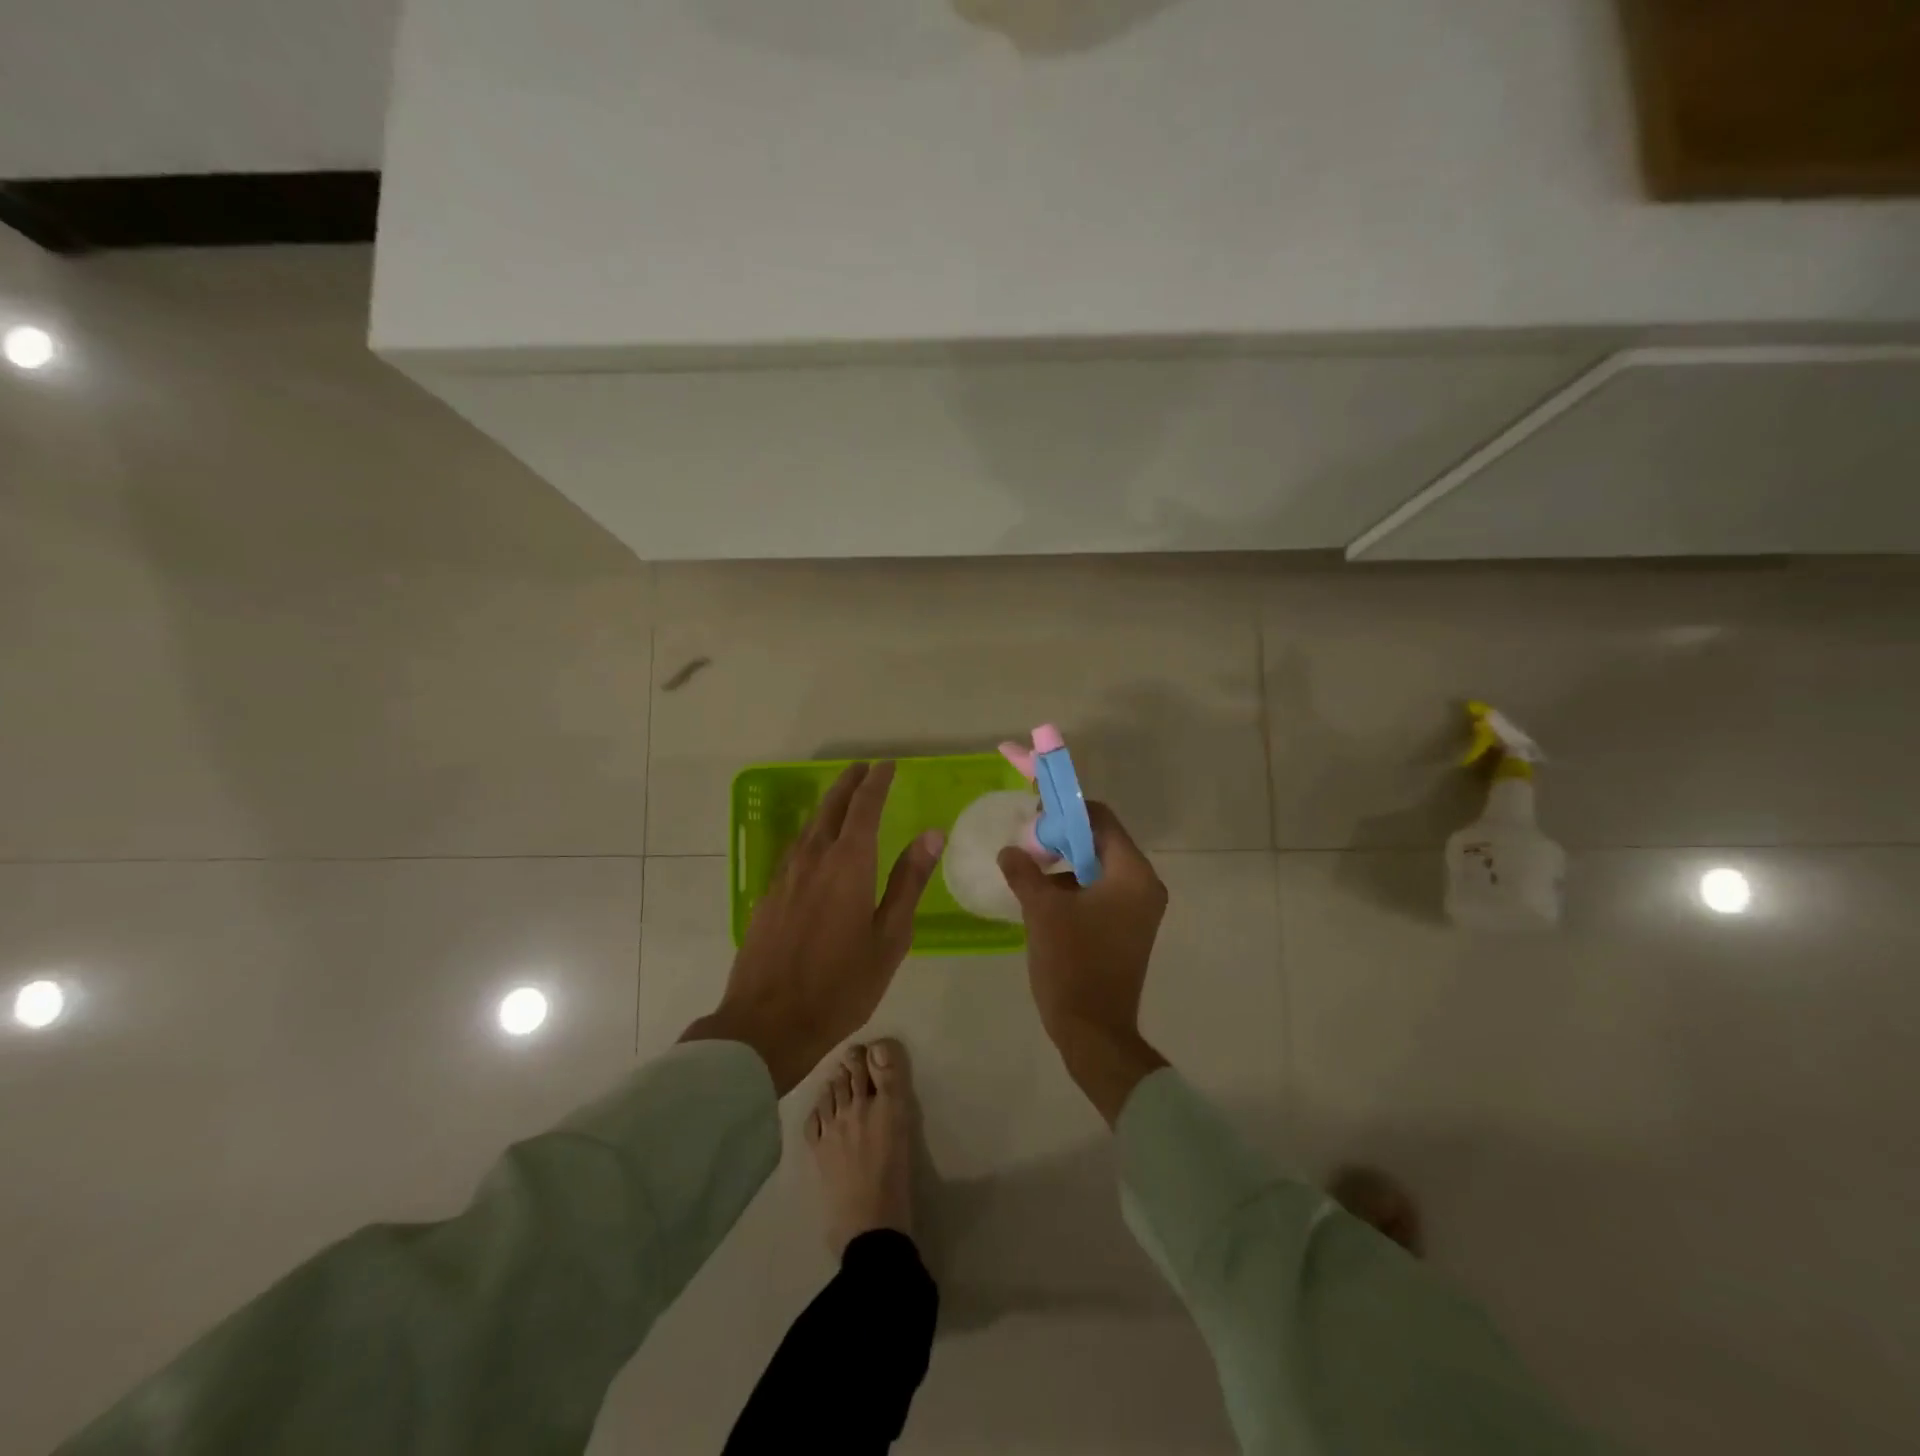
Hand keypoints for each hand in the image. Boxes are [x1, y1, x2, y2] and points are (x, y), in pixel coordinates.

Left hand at [683, 762, 943, 1094]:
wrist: (768, 1023)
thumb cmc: (841, 985)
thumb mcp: (889, 937)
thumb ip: (908, 881)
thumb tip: (932, 834)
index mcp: (848, 864)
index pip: (864, 807)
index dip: (877, 782)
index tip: (887, 765)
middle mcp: (813, 859)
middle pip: (831, 807)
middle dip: (849, 784)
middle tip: (864, 769)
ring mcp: (785, 876)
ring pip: (809, 826)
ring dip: (828, 805)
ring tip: (842, 798)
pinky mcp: (769, 896)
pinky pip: (794, 849)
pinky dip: (811, 833)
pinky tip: (815, 844)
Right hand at [997, 802, 1170, 1124]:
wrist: (1093, 1031)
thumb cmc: (1072, 963)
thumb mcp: (1042, 911)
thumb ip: (1025, 872)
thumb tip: (1009, 851)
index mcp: (1132, 874)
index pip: (1101, 820)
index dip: (1067, 810)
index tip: (1035, 813)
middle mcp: (1144, 886)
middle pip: (1101, 842)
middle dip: (1063, 837)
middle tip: (1027, 839)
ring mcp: (1138, 909)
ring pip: (1099, 868)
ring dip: (1066, 862)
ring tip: (1029, 866)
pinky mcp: (1127, 928)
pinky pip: (1101, 892)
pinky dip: (1074, 886)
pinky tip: (1042, 895)